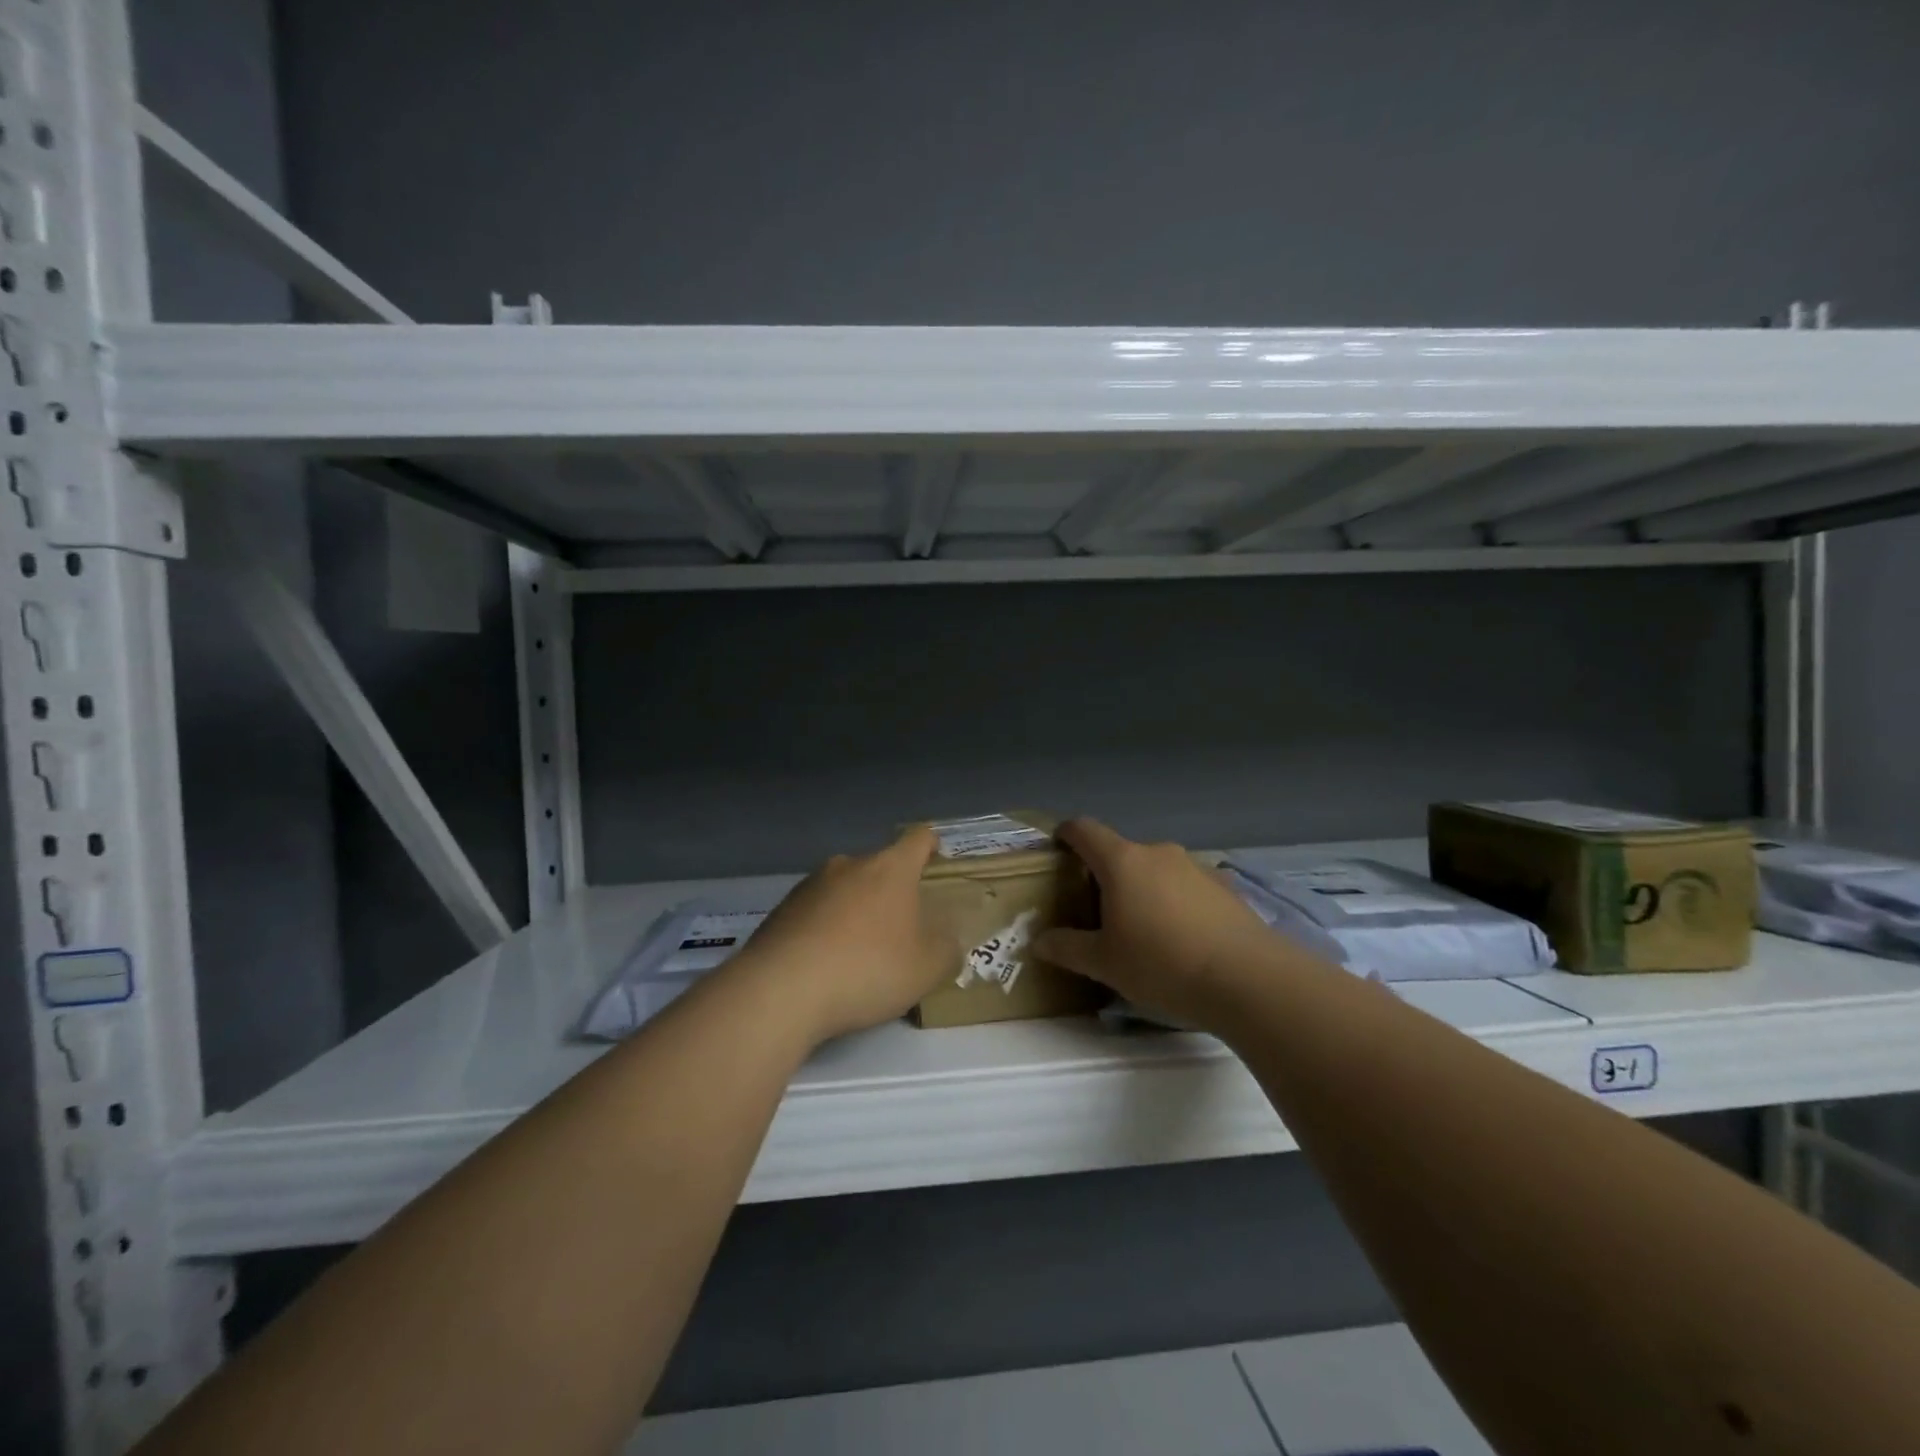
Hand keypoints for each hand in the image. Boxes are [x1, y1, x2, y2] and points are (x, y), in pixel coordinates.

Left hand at [732, 827, 956, 1044]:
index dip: (931, 845)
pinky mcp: (781, 910)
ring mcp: (810, 885)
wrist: (782, 989)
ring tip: (860, 952)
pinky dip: (825, 930)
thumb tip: (947, 942)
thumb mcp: (927, 968)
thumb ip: (947, 950)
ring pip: (845, 889)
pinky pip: (815, 913)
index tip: (936, 858)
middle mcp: (849, 865)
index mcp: (890, 868)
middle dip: (892, 891)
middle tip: (902, 927)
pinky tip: (825, 965)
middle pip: (879, 867)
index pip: (918, 839)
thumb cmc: (868, 968)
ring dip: (856, 911)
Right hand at [1034, 819, 1286, 1030]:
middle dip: (1106, 875)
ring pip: (1156, 870)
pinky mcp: (1224, 886)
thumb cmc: (1162, 964)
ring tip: (1143, 930)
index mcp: (1122, 862)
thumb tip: (1038, 941)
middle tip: (1098, 911)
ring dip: (1143, 889)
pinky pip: (1185, 886)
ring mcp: (1195, 866)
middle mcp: (1158, 853)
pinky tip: (1181, 938)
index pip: (1085, 830)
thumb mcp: (1104, 964)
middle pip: (1121, 853)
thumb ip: (1067, 948)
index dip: (1066, 834)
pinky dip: (1174, 902)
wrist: (1248, 979)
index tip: (1057, 846)